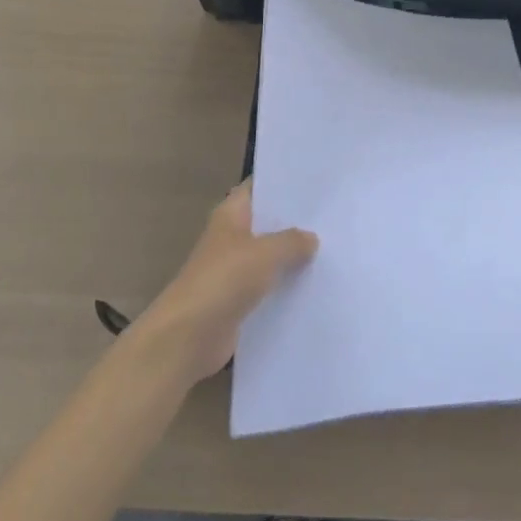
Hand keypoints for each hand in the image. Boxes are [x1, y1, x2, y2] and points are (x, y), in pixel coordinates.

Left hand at [132, 179, 317, 382]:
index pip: (259, 187)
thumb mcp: (265, 253)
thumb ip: (292, 241)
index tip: (316, 182)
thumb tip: (312, 238)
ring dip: (293, 257)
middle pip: (267, 223)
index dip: (283, 182)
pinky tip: (316, 285)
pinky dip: (286, 286)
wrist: (187, 338)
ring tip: (333, 248)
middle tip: (333, 215)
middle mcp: (231, 237)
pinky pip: (268, 287)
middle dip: (295, 221)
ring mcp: (233, 270)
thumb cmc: (223, 281)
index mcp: (231, 214)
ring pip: (270, 256)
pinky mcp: (238, 301)